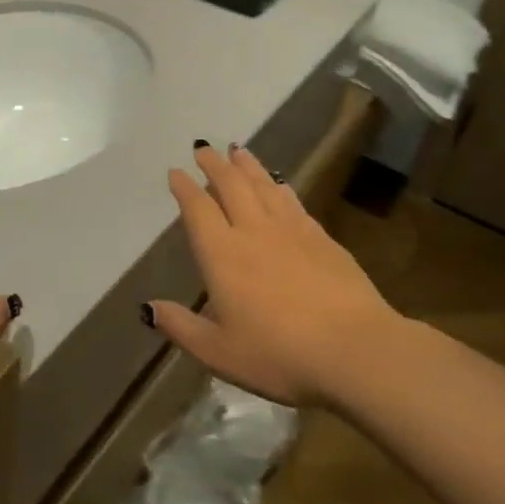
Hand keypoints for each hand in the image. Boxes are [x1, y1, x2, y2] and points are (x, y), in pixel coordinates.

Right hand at [150, 143, 402, 406]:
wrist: (356, 350)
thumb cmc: (280, 355)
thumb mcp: (219, 352)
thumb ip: (182, 327)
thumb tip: (148, 307)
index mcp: (222, 254)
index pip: (198, 209)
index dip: (184, 188)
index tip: (176, 171)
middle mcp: (253, 231)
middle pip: (230, 185)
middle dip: (214, 164)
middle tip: (204, 148)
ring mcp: (291, 231)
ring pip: (263, 185)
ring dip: (247, 166)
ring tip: (237, 151)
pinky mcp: (322, 238)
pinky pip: (293, 201)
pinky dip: (279, 186)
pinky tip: (279, 184)